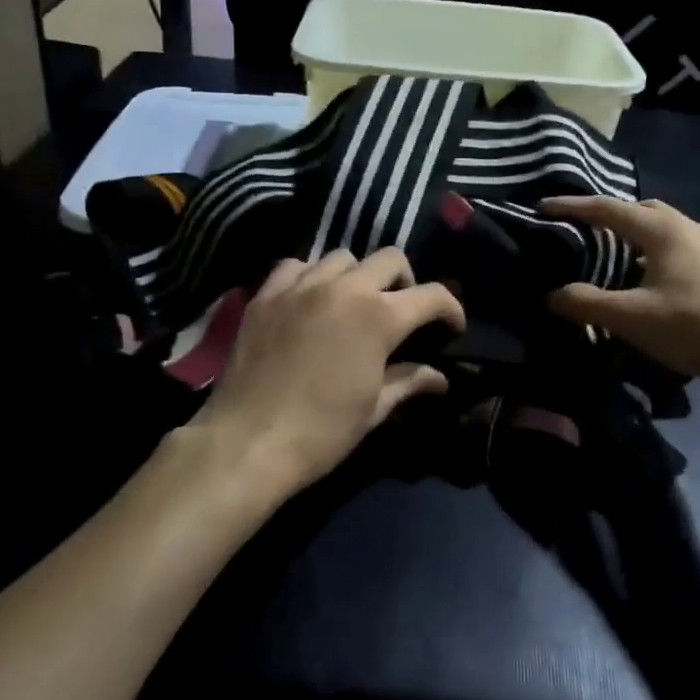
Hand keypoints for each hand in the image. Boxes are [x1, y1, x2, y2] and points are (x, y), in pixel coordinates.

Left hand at [189, 248, 466, 494]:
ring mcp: (301, 286)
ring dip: (358, 276)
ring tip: (353, 303)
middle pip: (390, 258)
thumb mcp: (373, 409)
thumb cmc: (321, 432)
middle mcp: (344, 288)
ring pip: (343, 256)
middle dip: (406, 281)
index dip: (451, 308)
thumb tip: (439, 378)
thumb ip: (409, 382)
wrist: (247, 442)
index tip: (452, 326)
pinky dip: (311, 276)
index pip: (431, 295)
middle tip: (401, 310)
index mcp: (378, 317)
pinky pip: (296, 265)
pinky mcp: (267, 294)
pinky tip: (310, 299)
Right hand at [542, 196, 699, 389]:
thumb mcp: (632, 318)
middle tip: (582, 230)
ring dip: (634, 235)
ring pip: (662, 227)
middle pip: (639, 210)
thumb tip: (553, 295)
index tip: (543, 207)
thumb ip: (587, 303)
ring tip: (613, 256)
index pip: (607, 208)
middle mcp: (687, 227)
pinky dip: (654, 251)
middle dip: (607, 215)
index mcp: (662, 230)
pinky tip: (650, 280)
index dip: (572, 207)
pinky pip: (678, 245)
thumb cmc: (695, 326)